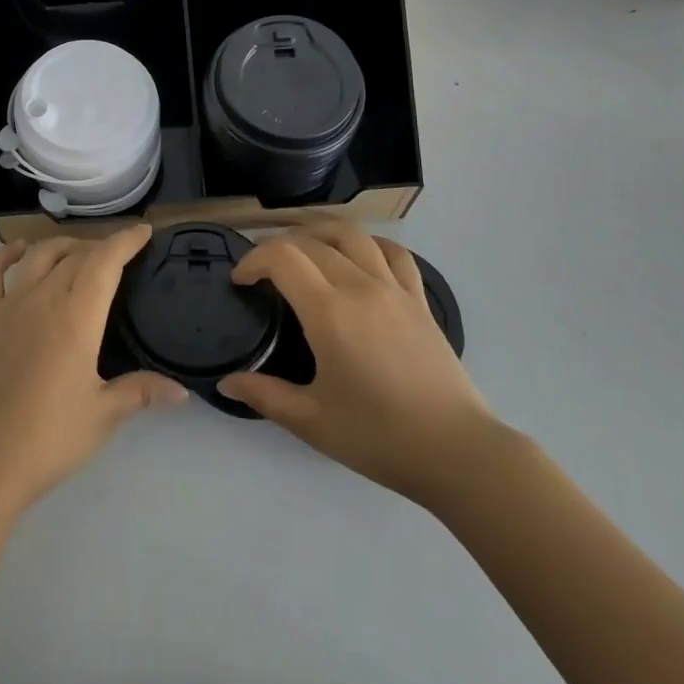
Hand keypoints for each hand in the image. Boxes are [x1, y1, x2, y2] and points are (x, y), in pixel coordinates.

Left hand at [0, 226, 187, 517]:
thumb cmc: (47, 439)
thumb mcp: (102, 416)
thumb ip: (141, 392)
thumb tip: (182, 391)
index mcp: (77, 316)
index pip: (105, 261)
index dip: (125, 241)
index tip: (143, 231)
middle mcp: (43, 298)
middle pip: (75, 255)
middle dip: (100, 247)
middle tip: (117, 256)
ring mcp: (7, 304)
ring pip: (39, 256)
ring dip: (63, 246)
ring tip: (79, 251)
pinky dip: (5, 254)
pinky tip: (19, 250)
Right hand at [217, 224, 494, 505]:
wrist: (457, 451)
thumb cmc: (379, 436)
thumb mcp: (312, 421)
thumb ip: (265, 395)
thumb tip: (226, 383)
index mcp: (329, 312)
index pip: (282, 258)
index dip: (253, 260)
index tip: (241, 281)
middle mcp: (359, 286)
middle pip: (311, 241)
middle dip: (278, 246)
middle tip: (262, 269)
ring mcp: (394, 288)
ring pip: (352, 234)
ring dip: (320, 232)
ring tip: (304, 248)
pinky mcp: (419, 299)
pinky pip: (394, 252)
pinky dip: (369, 243)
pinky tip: (359, 256)